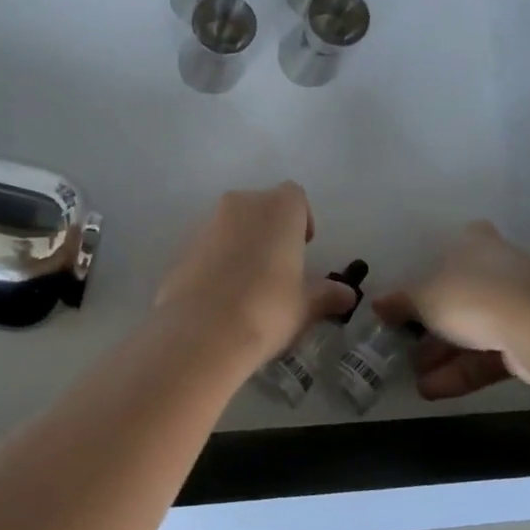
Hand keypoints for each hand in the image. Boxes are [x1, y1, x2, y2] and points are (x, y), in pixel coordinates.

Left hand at [155, 184, 357, 366]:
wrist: (201, 332)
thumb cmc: (267, 309)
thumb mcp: (305, 306)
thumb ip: (327, 294)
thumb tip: (347, 295)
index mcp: (278, 207)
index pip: (295, 197)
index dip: (301, 219)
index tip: (303, 248)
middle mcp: (241, 204)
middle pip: (261, 207)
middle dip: (271, 230)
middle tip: (278, 268)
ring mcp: (207, 222)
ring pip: (232, 224)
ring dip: (243, 243)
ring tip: (249, 285)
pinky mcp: (182, 246)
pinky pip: (209, 245)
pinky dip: (218, 260)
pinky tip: (222, 295)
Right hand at [375, 221, 529, 399]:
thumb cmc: (471, 296)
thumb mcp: (423, 299)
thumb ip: (400, 303)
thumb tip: (378, 304)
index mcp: (476, 243)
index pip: (458, 243)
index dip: (438, 263)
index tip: (419, 287)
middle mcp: (500, 267)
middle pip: (461, 293)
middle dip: (433, 324)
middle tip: (407, 346)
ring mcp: (520, 304)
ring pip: (475, 329)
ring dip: (444, 355)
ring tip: (416, 379)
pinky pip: (490, 353)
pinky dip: (463, 370)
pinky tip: (433, 391)